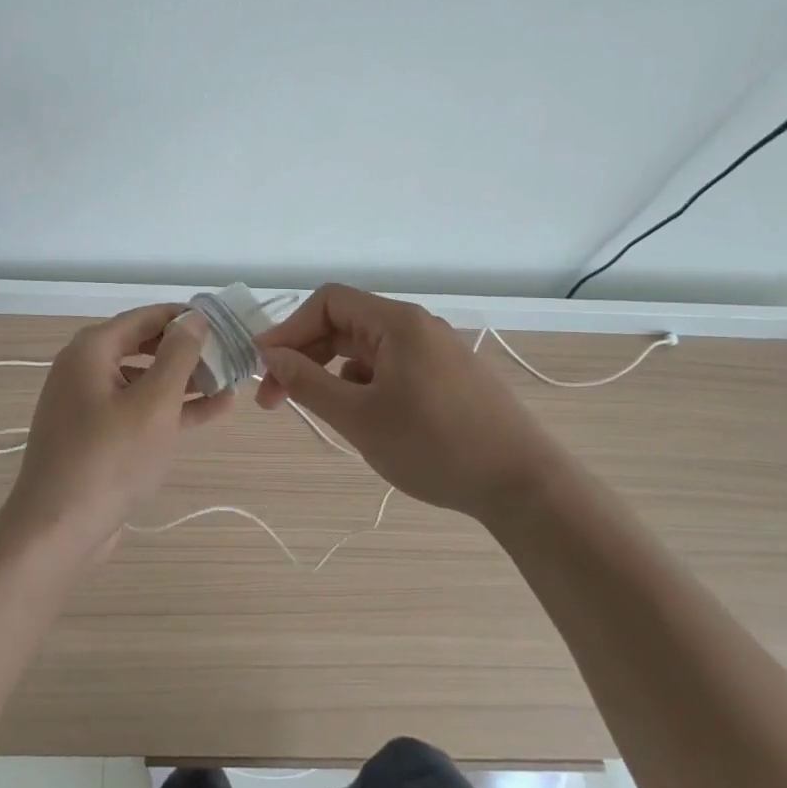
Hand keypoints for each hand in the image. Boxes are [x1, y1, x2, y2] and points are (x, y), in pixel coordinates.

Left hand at [0, 304, 230, 559]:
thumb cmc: (109, 459)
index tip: (224, 323)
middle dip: (188, 351)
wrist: (57, 531)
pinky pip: (138, 410)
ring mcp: (88, 405)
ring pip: (144, 381)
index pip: (145, 317)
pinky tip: (212, 410)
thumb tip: (194, 318)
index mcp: (91, 350)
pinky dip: (170, 409)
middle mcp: (84, 369)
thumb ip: (178, 355)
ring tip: (229, 384)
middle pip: (144, 346)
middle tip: (230, 355)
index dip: (185, 317)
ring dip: (185, 382)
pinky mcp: (96, 436)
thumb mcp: (154, 402)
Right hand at [254, 284, 553, 522]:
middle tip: (275, 400)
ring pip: (367, 350)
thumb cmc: (435, 446)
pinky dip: (365, 386)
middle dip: (305, 357)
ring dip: (333, 374)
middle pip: (345, 325)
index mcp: (397, 323)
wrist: (523, 484)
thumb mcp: (359, 418)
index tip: (263, 368)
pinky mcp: (448, 377)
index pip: (328, 302)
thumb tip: (271, 356)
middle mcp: (417, 326)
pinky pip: (391, 368)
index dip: (289, 329)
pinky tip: (365, 420)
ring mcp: (436, 351)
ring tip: (322, 414)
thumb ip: (308, 383)